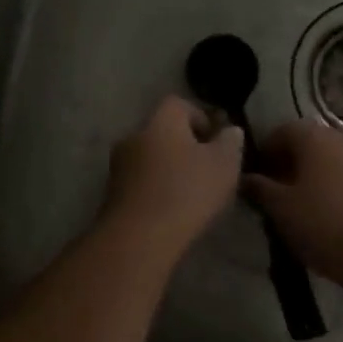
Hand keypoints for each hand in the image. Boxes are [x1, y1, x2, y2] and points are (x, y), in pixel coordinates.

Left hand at [102, 96, 244, 259]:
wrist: (139, 237)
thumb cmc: (187, 191)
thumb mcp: (224, 164)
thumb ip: (230, 142)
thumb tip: (230, 130)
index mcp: (161, 120)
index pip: (179, 104)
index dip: (200, 117)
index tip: (216, 142)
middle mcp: (134, 135)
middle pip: (162, 131)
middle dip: (184, 146)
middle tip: (206, 169)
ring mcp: (118, 165)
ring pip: (150, 158)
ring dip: (168, 169)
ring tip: (191, 193)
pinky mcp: (112, 193)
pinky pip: (140, 181)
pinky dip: (155, 188)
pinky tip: (171, 209)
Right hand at [242, 120, 342, 287]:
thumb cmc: (323, 225)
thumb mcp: (280, 209)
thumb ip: (259, 188)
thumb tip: (246, 177)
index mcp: (315, 137)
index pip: (281, 131)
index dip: (264, 152)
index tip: (256, 178)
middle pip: (309, 143)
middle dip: (290, 164)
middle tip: (277, 193)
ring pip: (332, 160)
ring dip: (315, 175)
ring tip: (304, 206)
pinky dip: (337, 186)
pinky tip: (332, 213)